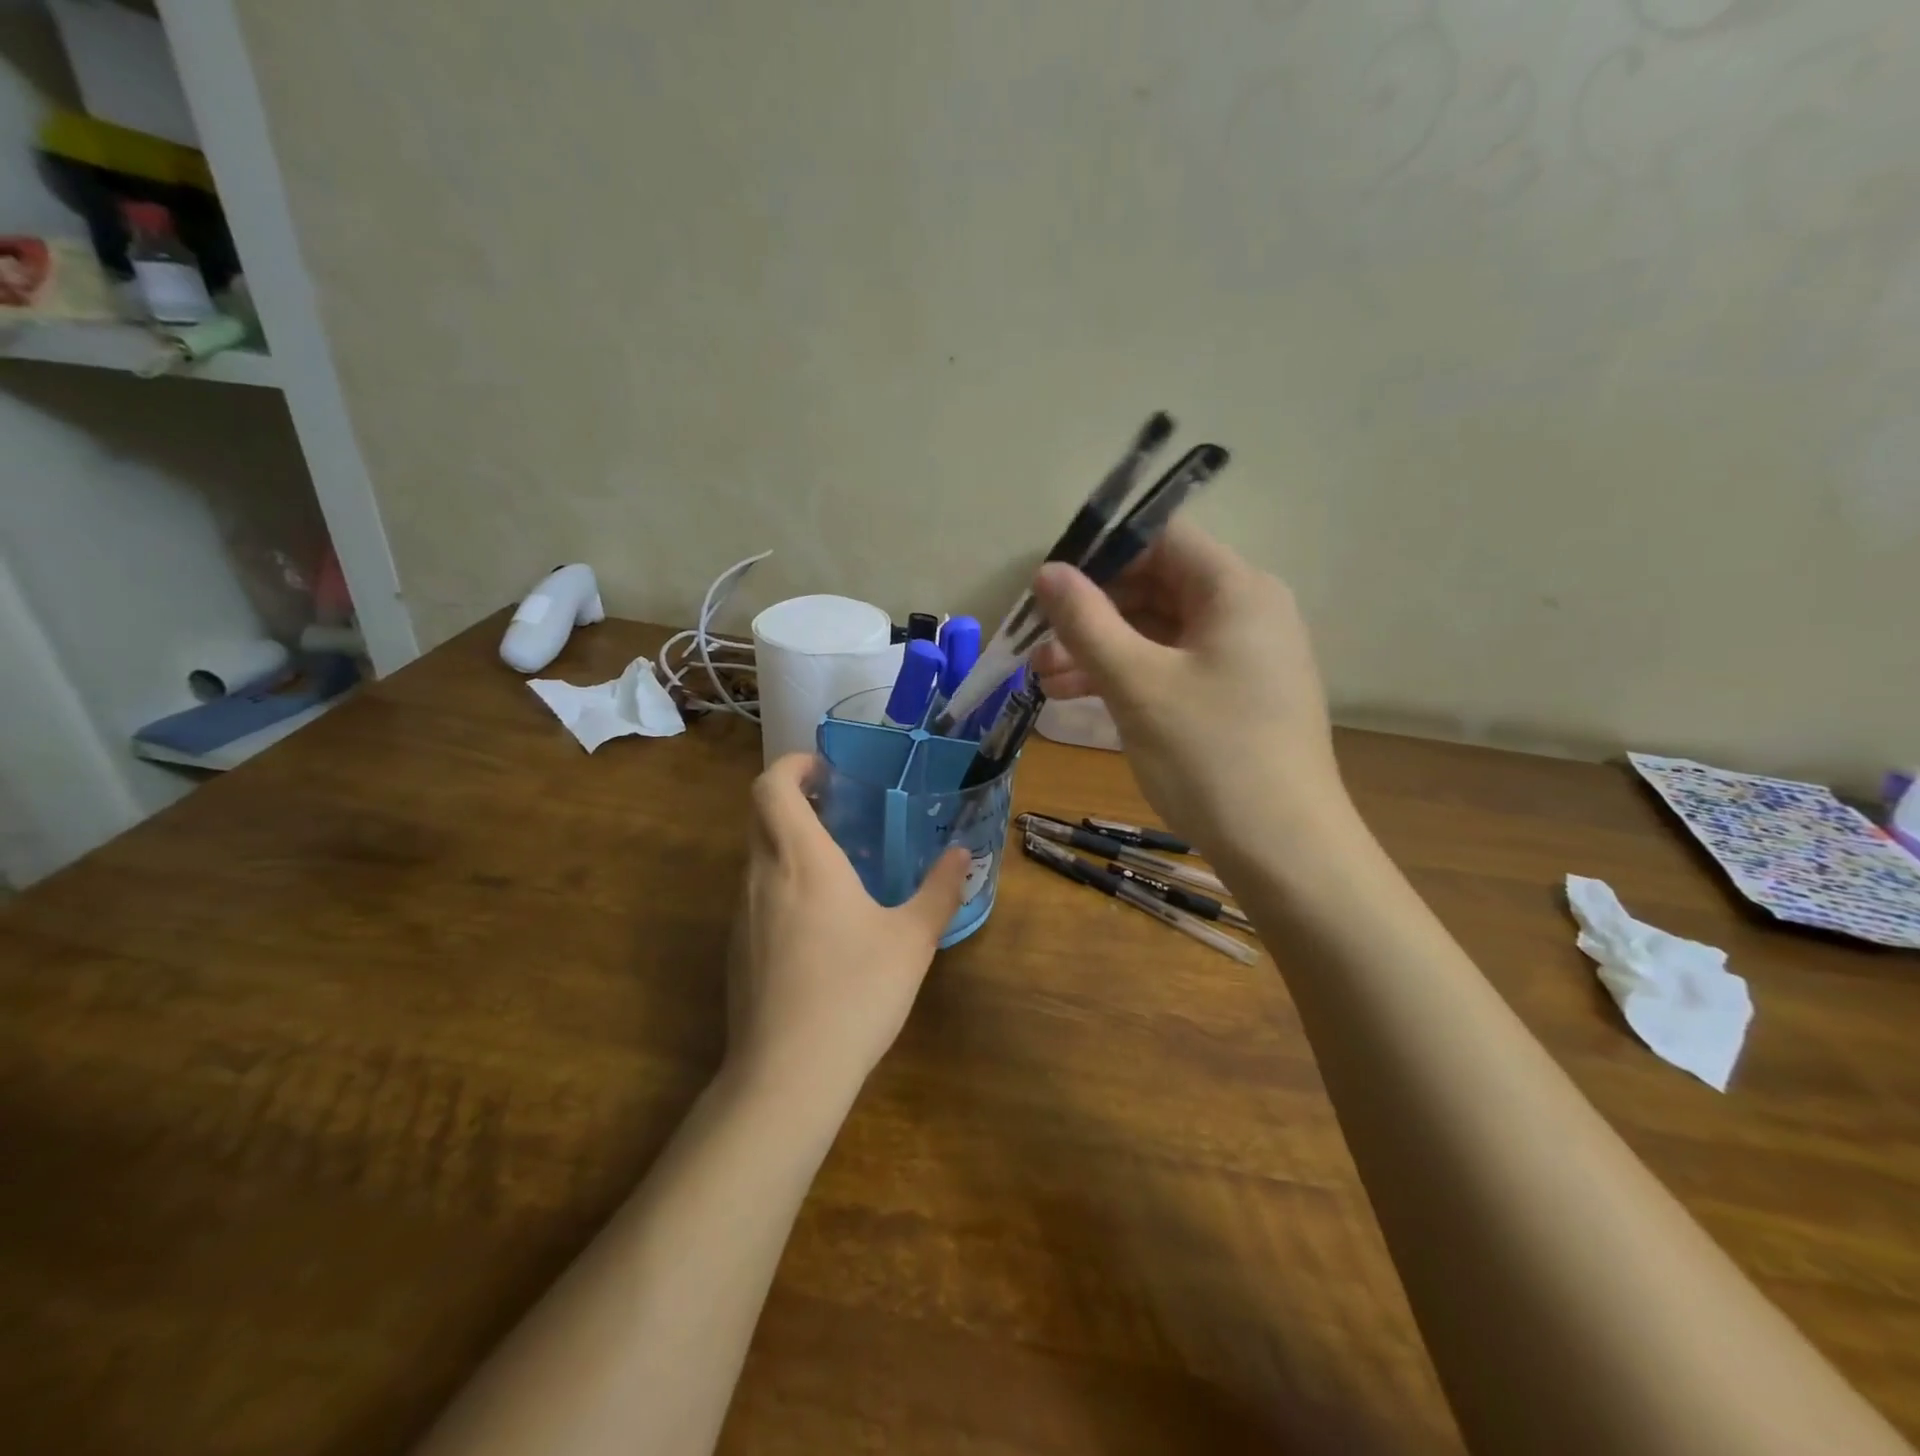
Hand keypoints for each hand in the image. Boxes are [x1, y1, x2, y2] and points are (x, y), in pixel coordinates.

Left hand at [727, 754, 969, 1105]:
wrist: (787, 1075)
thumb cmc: (855, 992)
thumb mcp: (912, 940)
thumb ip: (939, 891)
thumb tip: (962, 855)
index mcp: (802, 860)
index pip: (772, 787)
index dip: (792, 765)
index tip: (825, 770)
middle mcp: (762, 877)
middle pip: (760, 815)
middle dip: (793, 799)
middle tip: (838, 809)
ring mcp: (741, 915)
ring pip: (757, 857)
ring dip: (788, 844)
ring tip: (836, 864)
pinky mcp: (736, 950)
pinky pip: (756, 896)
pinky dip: (781, 884)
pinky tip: (818, 923)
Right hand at [1030, 518, 1351, 864]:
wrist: (1284, 851)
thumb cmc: (1209, 756)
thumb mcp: (1137, 684)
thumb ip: (1086, 622)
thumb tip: (1048, 571)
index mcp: (1236, 590)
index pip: (1161, 539)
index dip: (1102, 554)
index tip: (1050, 588)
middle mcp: (1247, 611)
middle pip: (1156, 586)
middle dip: (1092, 613)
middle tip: (1037, 645)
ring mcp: (1244, 657)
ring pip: (1159, 632)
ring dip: (1101, 650)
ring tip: (1044, 679)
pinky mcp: (1236, 696)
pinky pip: (1173, 667)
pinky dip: (1129, 676)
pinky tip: (1079, 698)